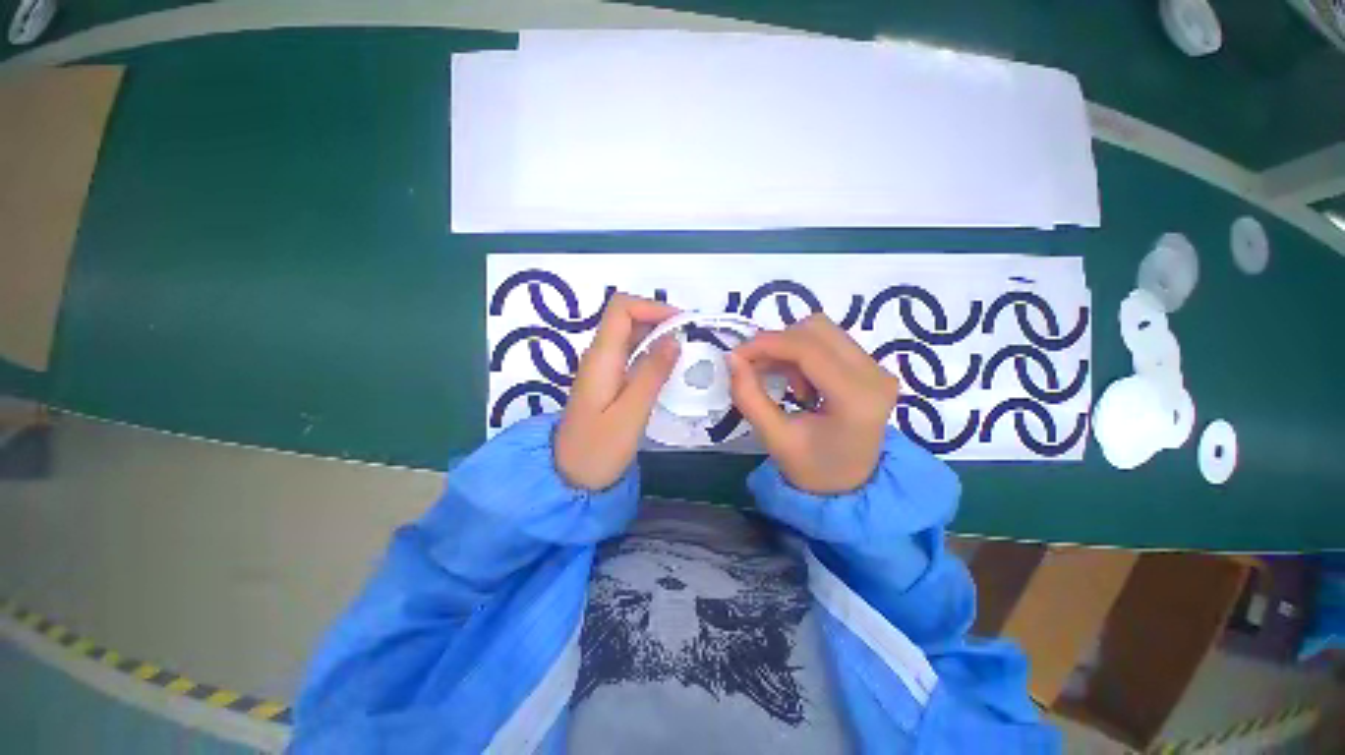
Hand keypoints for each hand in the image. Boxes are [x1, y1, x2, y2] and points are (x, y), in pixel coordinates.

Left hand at [555, 294, 680, 489]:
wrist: (569, 478)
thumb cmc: (598, 449)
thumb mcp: (630, 413)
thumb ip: (652, 374)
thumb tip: (674, 339)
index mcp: (601, 357)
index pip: (622, 308)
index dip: (652, 306)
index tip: (682, 324)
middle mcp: (599, 355)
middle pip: (627, 317)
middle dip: (661, 320)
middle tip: (692, 338)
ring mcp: (603, 368)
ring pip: (631, 335)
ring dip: (659, 336)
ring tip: (688, 351)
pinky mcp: (609, 381)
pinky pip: (632, 354)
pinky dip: (653, 353)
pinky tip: (670, 368)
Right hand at [728, 314, 898, 494]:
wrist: (851, 486)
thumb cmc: (813, 469)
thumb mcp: (775, 438)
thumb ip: (749, 396)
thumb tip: (731, 358)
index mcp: (856, 398)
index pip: (807, 349)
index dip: (766, 344)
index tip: (736, 355)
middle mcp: (874, 375)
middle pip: (816, 329)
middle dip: (777, 344)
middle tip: (755, 368)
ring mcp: (877, 368)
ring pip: (822, 331)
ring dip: (790, 347)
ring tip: (782, 380)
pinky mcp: (872, 367)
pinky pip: (829, 341)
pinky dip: (803, 352)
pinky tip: (799, 382)